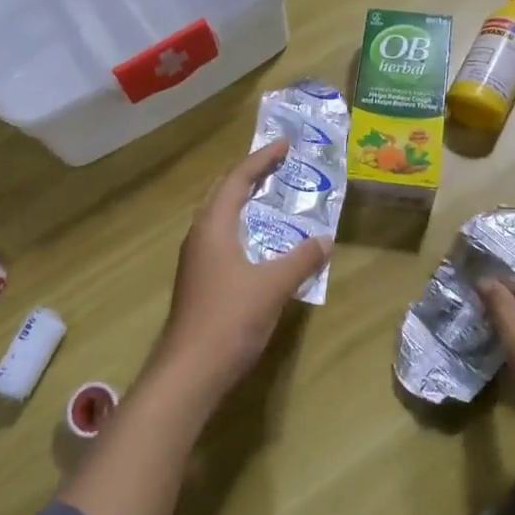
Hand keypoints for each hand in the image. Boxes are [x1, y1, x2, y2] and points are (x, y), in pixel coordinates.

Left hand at [152, 140, 331, 410]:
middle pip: (223, 192)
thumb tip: (325, 239)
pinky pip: (221, 237)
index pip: (237, 179)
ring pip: (219, 216)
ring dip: (243, 200)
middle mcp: (199, 235)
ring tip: (271, 195)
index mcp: (213, 226)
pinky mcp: (199, 280)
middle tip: (278, 163)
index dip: (261, 159)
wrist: (190, 371)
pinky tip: (260, 242)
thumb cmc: (229, 320)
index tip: (284, 144)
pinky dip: (242, 226)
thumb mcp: (273, 286)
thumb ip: (301, 259)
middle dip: (250, 174)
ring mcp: (196, 259)